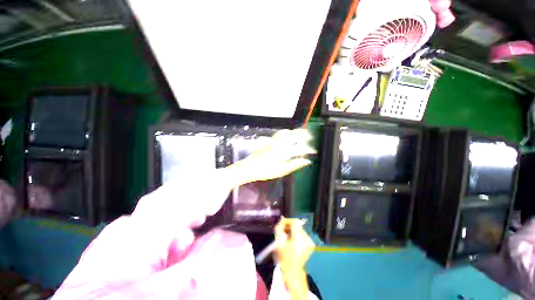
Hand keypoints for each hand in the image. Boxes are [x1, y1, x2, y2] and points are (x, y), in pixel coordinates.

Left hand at [226, 129, 314, 185]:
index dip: (308, 150)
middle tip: (309, 135)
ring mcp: (273, 141)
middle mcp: (279, 143)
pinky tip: (287, 135)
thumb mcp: (282, 170)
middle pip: (293, 135)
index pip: (300, 148)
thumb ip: (295, 164)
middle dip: (303, 134)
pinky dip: (286, 133)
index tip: (314, 151)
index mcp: (284, 151)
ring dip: (294, 132)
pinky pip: (279, 134)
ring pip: (286, 132)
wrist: (249, 167)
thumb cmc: (266, 171)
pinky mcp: (268, 141)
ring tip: (300, 133)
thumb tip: (307, 161)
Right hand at [274, 217, 314, 299]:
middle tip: (282, 231)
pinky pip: (302, 234)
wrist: (292, 271)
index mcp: (299, 238)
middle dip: (288, 226)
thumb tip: (281, 219)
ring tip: (286, 237)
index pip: (294, 222)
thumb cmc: (283, 257)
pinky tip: (292, 241)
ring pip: (299, 229)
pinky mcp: (311, 244)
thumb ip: (279, 228)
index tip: (281, 224)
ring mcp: (310, 241)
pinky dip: (297, 235)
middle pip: (297, 225)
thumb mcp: (278, 242)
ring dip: (292, 231)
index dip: (287, 221)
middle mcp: (306, 238)